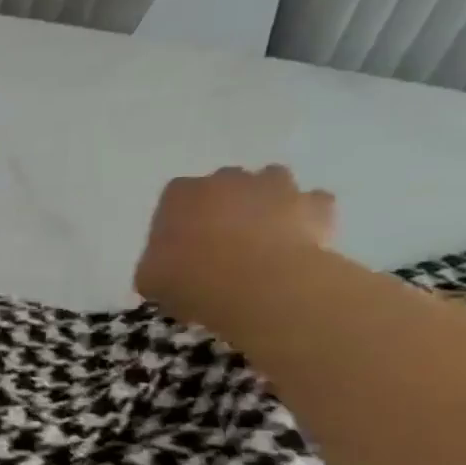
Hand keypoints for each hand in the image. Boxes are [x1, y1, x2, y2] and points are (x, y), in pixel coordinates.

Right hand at [135, 165, 337, 327]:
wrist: (258, 285)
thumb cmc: (190, 279)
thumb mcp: (149, 279)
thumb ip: (155, 265)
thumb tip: (163, 270)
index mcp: (180, 194)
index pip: (176, 196)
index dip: (179, 220)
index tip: (182, 246)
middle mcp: (226, 179)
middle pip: (225, 183)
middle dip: (225, 205)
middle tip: (224, 242)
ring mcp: (275, 187)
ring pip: (272, 183)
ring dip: (268, 202)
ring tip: (264, 237)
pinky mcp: (315, 204)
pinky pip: (313, 203)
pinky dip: (308, 217)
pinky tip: (301, 241)